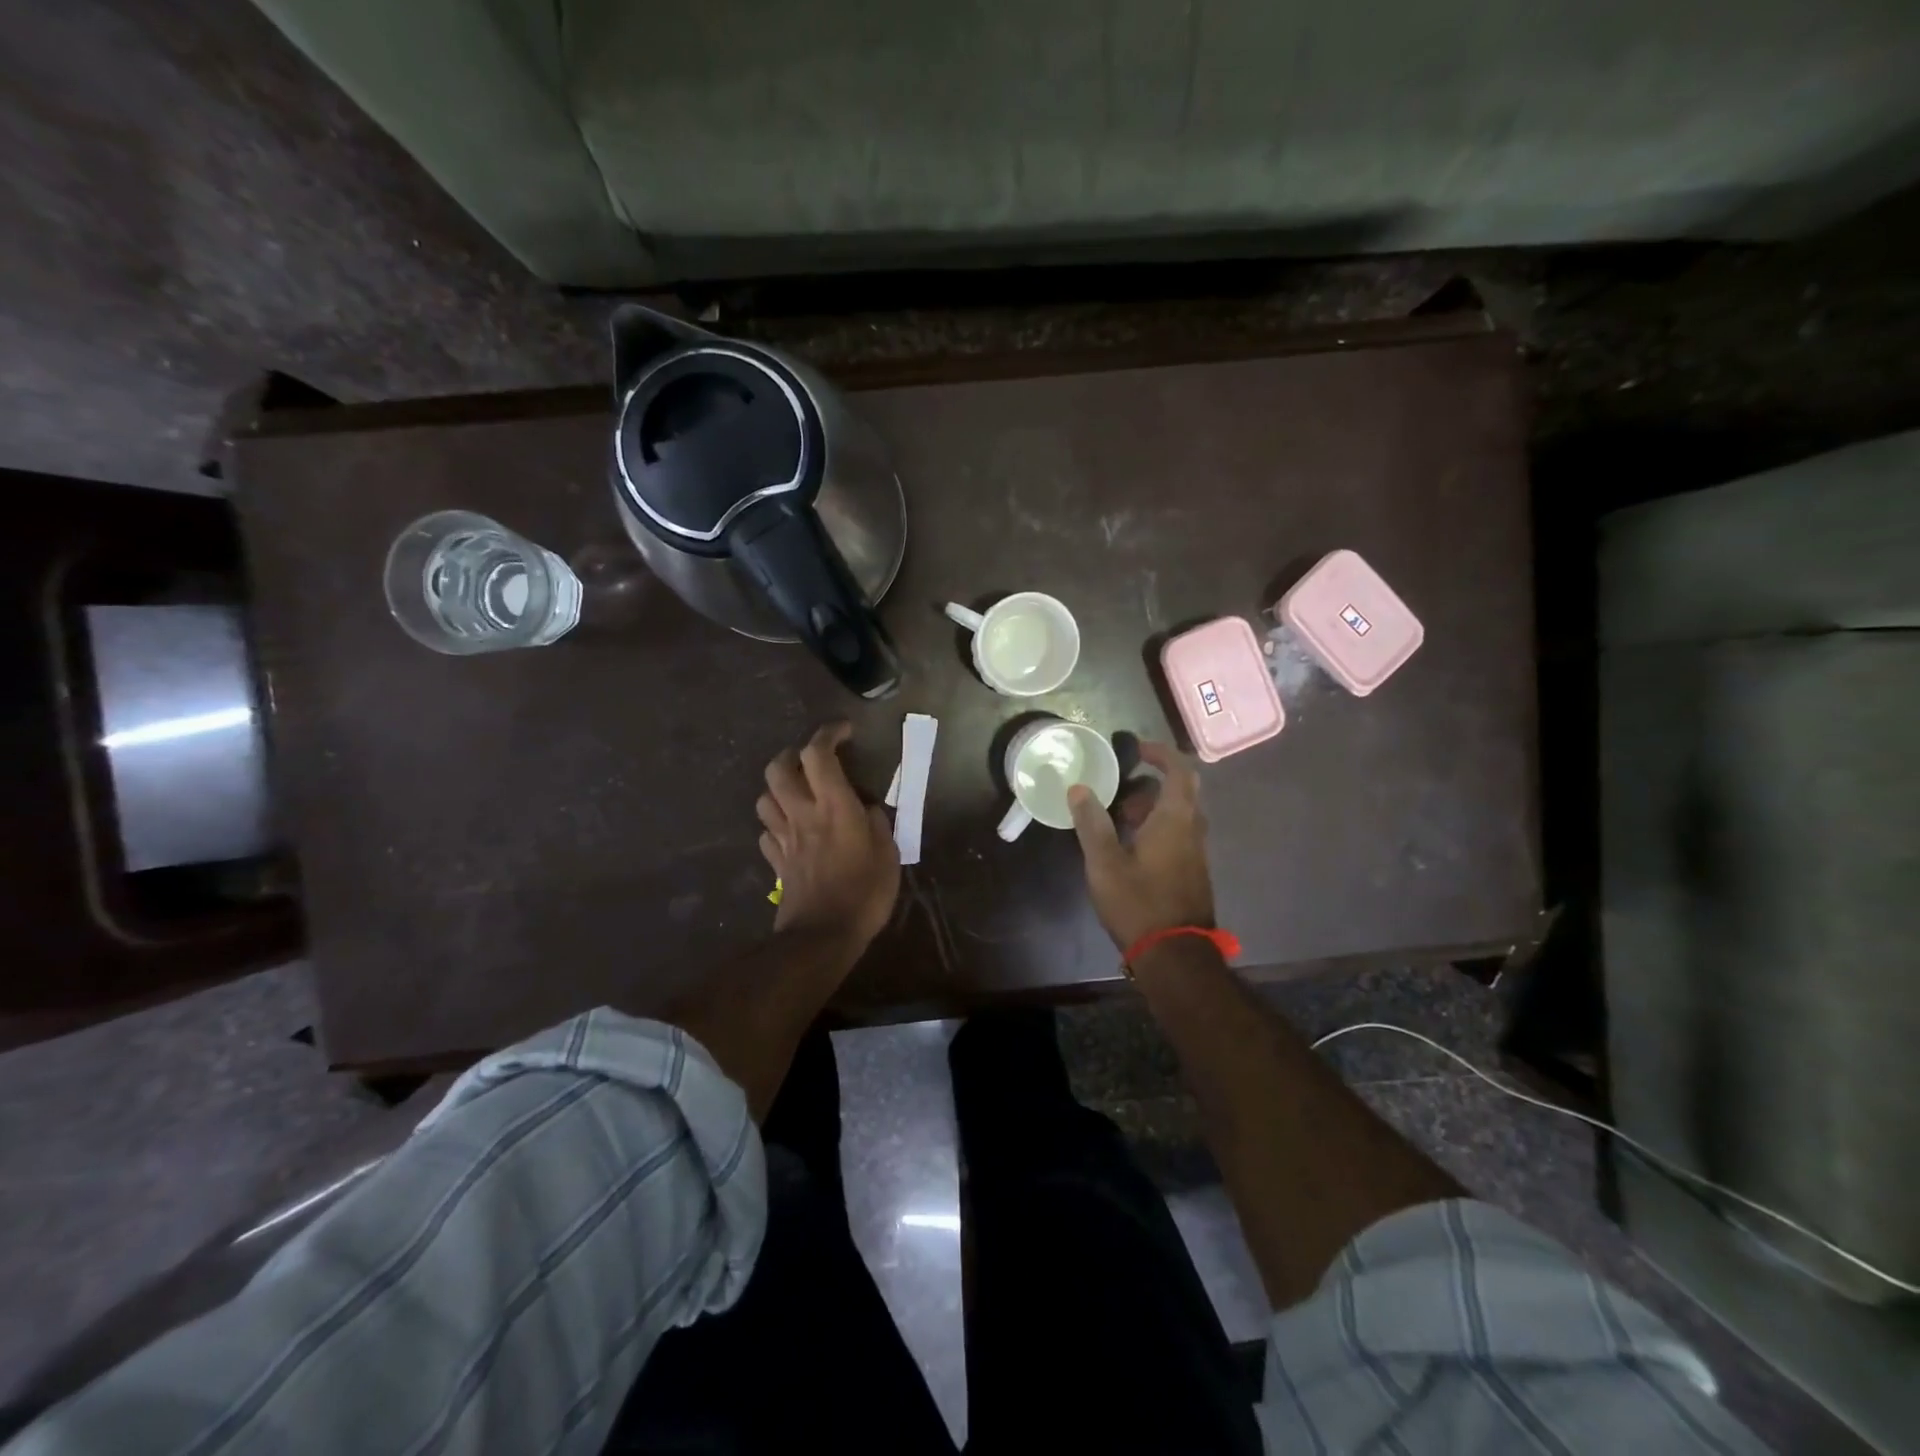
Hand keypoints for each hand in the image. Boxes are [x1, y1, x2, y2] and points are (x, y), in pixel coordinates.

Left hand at [757, 722, 899, 950]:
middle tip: (811, 760)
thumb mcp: (888, 854)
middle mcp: (803, 814)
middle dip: (792, 755)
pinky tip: (791, 831)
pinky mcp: (775, 861)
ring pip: (765, 798)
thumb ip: (877, 823)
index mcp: (834, 806)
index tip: (844, 731)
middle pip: (778, 768)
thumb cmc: (864, 892)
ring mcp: (784, 838)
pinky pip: (766, 832)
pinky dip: (776, 824)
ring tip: (798, 793)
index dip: (828, 733)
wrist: (822, 936)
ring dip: (778, 788)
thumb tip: (868, 808)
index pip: (818, 754)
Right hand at [1067, 741, 1214, 950]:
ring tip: (1116, 816)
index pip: (1179, 770)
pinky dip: (1157, 827)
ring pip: (1178, 814)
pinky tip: (1129, 846)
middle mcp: (1192, 830)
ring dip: (1152, 807)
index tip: (1136, 749)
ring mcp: (1196, 852)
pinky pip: (1177, 834)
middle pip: (1181, 791)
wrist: (1174, 955)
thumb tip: (1079, 788)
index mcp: (1175, 819)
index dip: (1160, 753)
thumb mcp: (1105, 862)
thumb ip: (1091, 822)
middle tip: (1122, 785)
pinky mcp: (1192, 872)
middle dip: (1152, 781)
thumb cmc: (1139, 902)